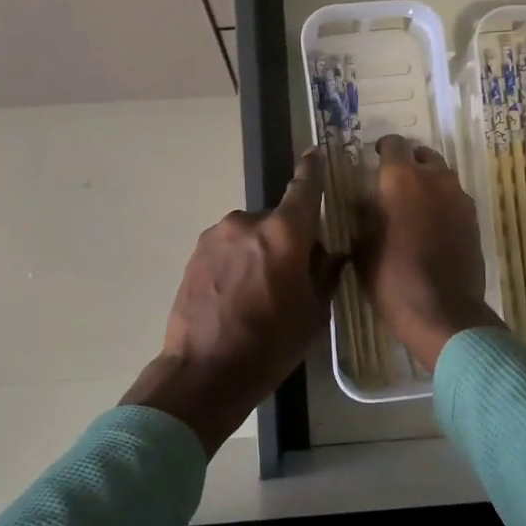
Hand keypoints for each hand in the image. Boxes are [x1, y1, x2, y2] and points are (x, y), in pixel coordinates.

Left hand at [123, 149, 342, 455]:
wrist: (204, 371)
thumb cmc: (270, 345)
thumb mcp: (313, 314)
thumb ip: (325, 274)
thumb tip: (330, 254)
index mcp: (283, 233)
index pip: (304, 189)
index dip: (312, 171)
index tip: (314, 154)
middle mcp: (248, 222)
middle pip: (277, 220)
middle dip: (287, 239)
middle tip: (291, 276)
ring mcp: (216, 236)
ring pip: (250, 234)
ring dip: (259, 251)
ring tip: (258, 292)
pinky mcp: (195, 253)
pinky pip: (228, 247)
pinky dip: (237, 261)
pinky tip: (236, 295)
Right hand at [354, 134, 502, 372]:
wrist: (441, 311)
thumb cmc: (391, 278)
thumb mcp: (362, 246)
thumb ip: (364, 215)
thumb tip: (366, 200)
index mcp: (400, 179)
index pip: (393, 144)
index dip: (382, 149)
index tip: (374, 159)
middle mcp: (434, 179)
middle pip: (423, 155)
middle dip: (409, 163)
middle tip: (394, 183)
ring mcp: (459, 198)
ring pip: (442, 176)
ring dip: (428, 182)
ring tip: (413, 203)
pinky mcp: (473, 219)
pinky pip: (455, 198)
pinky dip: (443, 202)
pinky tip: (432, 223)